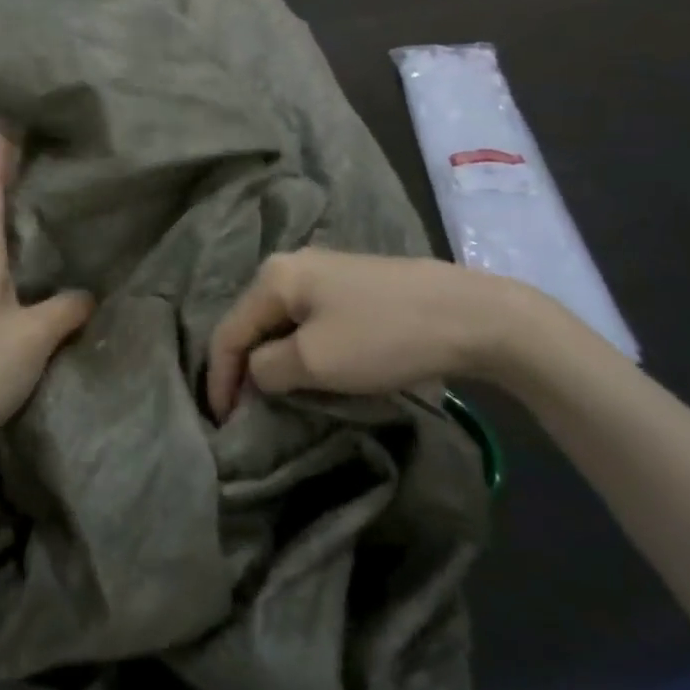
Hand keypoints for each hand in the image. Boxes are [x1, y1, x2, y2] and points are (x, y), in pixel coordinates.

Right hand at [206, 249, 534, 420]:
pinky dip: (300, 350)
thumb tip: (256, 373)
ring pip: (281, 323)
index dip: (219, 379)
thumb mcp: (314, 361)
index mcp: (274, 276)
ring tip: (274, 398)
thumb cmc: (382, 336)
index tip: (223, 424)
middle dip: (243, 369)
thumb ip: (268, 369)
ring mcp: (325, 272)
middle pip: (251, 323)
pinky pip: (308, 321)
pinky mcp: (353, 286)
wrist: (470, 314)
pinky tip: (310, 371)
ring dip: (273, 361)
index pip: (228, 331)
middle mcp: (291, 265)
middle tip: (245, 412)